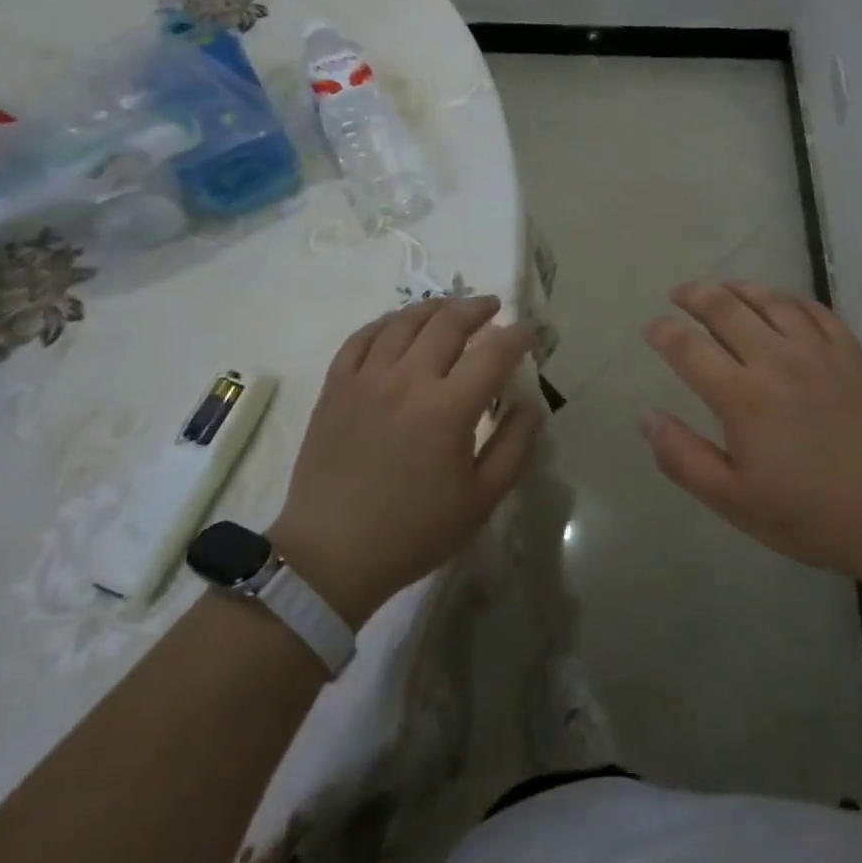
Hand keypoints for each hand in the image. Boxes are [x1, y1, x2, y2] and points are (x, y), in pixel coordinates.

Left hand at [270, 296, 539, 627]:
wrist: (331, 555)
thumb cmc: (414, 532)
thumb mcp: (481, 499)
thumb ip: (514, 446)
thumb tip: (530, 404)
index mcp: (449, 408)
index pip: (494, 352)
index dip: (517, 336)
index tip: (527, 334)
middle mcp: (408, 380)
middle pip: (449, 322)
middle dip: (477, 308)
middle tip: (492, 307)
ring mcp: (366, 379)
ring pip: (404, 321)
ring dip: (434, 308)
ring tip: (450, 308)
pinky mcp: (335, 387)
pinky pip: (362, 338)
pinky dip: (386, 323)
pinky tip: (399, 325)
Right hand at [640, 281, 861, 583]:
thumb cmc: (811, 515)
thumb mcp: (734, 501)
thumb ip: (683, 457)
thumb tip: (646, 415)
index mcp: (743, 397)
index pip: (688, 348)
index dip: (663, 333)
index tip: (651, 328)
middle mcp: (777, 360)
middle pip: (725, 308)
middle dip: (694, 295)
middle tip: (679, 294)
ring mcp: (819, 352)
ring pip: (770, 300)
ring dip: (738, 288)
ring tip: (722, 287)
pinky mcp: (852, 353)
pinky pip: (814, 310)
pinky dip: (788, 299)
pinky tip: (780, 302)